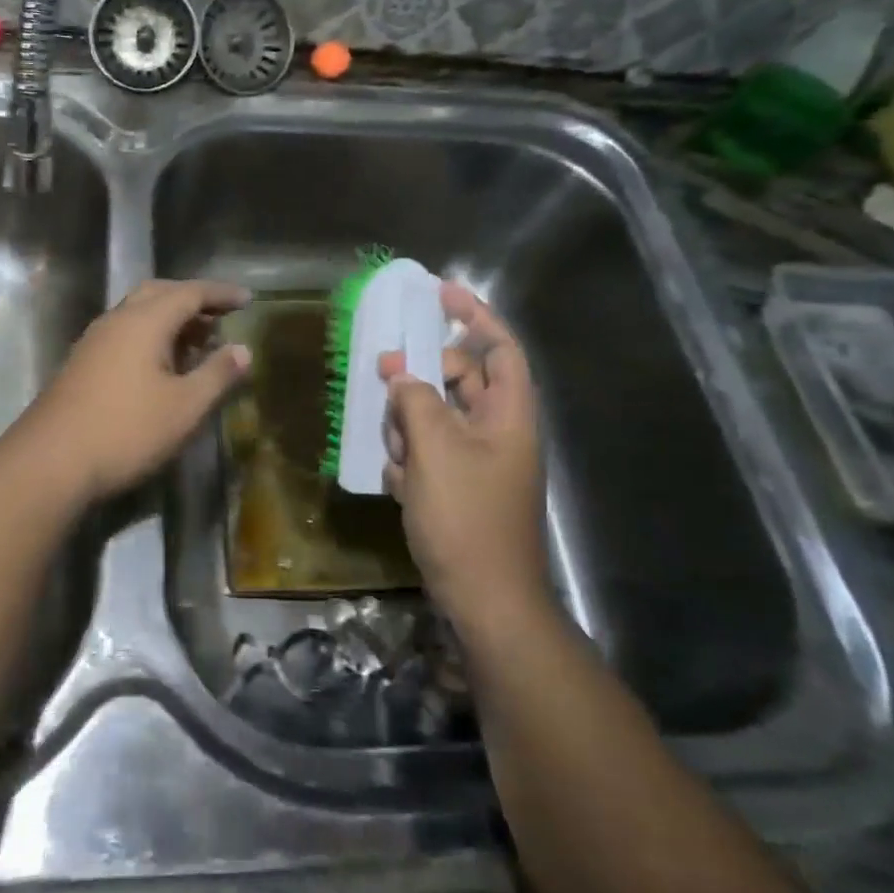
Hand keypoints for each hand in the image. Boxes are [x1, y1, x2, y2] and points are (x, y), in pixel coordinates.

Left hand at [14, 279, 251, 503]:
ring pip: (138, 313)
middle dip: (192, 300)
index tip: (247, 299)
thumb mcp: (184, 407)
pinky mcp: (82, 363)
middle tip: (221, 315)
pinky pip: (125, 333)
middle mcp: (116, 320)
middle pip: (159, 293)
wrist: (51, 461)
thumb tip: (243, 350)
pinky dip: (151, 336)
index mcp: (144, 321)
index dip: (221, 293)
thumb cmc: (126, 430)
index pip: (189, 292)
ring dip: (170, 319)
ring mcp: (94, 341)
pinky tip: (163, 366)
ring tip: (199, 341)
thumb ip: (217, 374)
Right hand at [377, 282, 546, 629]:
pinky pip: (427, 453)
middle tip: (383, 377)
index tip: (440, 291)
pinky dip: (410, 460)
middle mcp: (497, 431)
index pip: (499, 348)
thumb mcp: (435, 450)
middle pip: (456, 381)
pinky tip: (403, 486)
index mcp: (509, 415)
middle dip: (419, 381)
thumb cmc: (467, 519)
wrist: (484, 601)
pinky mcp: (457, 487)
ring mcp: (477, 461)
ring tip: (400, 458)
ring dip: (408, 428)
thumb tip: (399, 372)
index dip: (473, 315)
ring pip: (433, 417)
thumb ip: (415, 400)